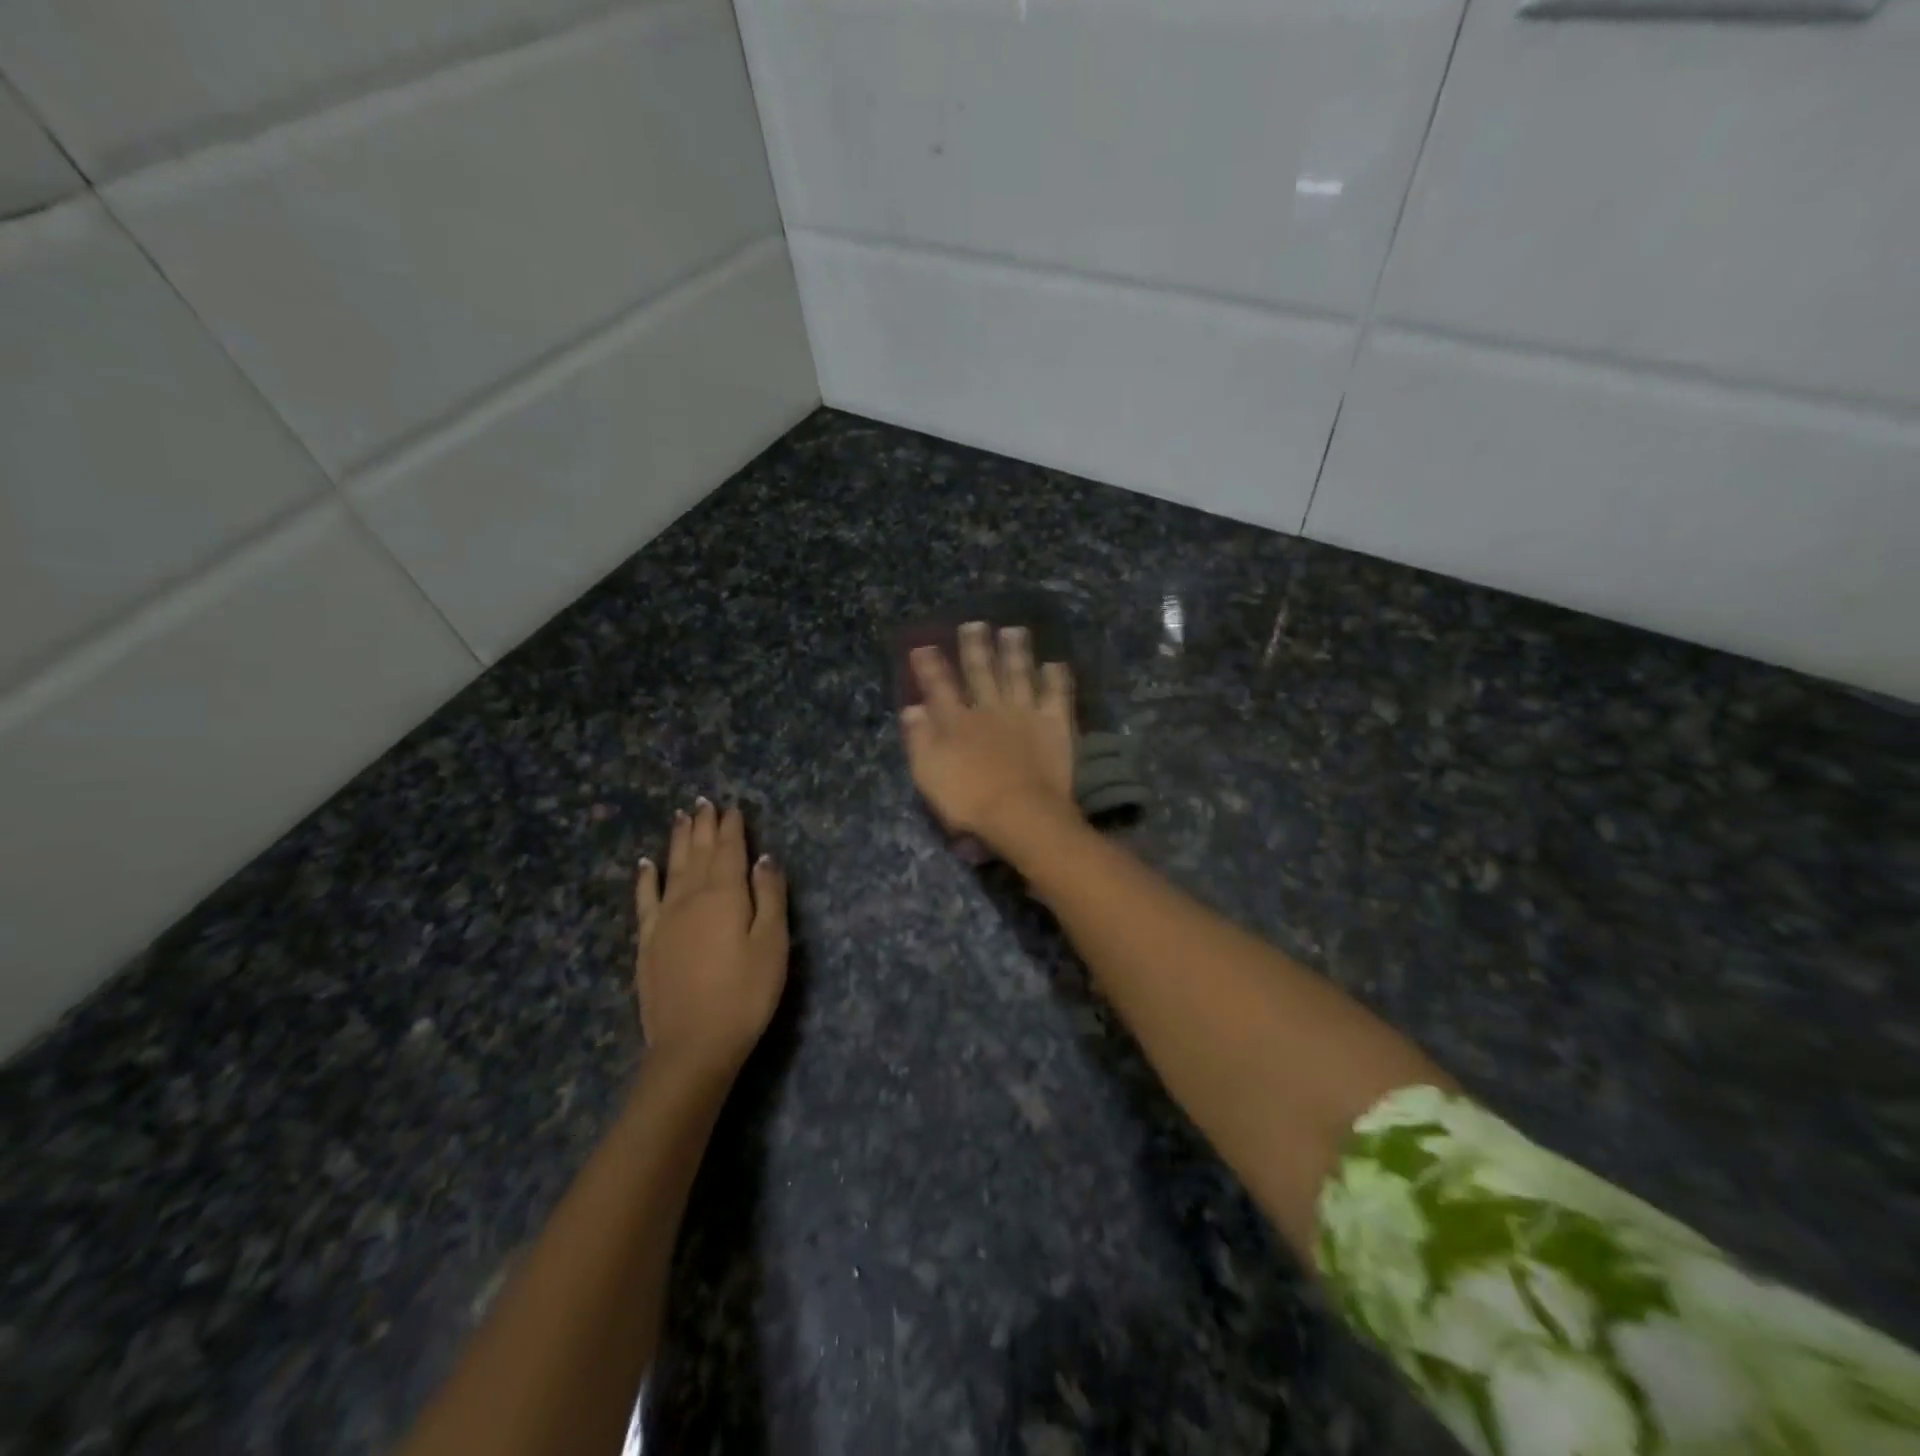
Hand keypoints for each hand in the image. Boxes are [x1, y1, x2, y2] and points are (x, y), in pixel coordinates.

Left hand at [635, 800, 787, 1076]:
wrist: (693, 1045)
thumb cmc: (745, 994)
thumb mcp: (773, 944)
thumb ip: (769, 896)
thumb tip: (764, 858)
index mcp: (725, 894)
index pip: (730, 850)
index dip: (732, 827)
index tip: (733, 807)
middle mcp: (691, 897)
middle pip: (698, 852)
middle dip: (703, 825)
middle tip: (705, 801)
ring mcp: (664, 919)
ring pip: (672, 867)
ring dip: (677, 840)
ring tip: (681, 816)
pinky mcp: (648, 942)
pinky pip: (645, 899)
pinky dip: (646, 878)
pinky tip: (645, 864)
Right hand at [900, 622, 1076, 849]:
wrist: (1020, 813)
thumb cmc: (968, 800)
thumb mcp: (928, 773)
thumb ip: (919, 739)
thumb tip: (911, 708)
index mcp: (956, 721)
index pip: (939, 686)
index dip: (930, 666)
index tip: (923, 646)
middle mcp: (989, 708)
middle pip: (980, 671)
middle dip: (975, 647)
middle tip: (973, 624)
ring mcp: (1024, 712)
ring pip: (1018, 673)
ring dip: (1015, 651)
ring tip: (1013, 630)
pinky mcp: (1054, 723)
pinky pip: (1056, 694)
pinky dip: (1055, 677)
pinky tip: (1054, 663)